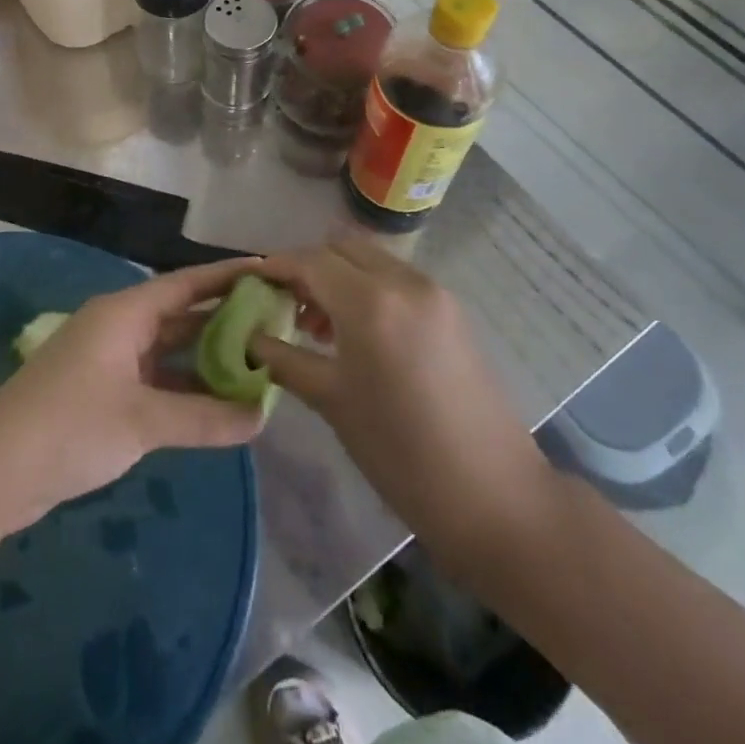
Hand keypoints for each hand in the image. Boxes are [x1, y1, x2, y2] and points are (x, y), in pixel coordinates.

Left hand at [0, 262, 264, 538]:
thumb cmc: (70, 426)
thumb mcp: (142, 421)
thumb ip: (204, 417)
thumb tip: (262, 416)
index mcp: (125, 313)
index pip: (187, 283)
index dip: (228, 276)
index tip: (270, 272)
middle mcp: (118, 326)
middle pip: (180, 314)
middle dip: (225, 320)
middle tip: (275, 323)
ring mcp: (108, 359)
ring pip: (168, 349)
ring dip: (206, 358)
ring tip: (257, 364)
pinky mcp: (101, 392)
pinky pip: (154, 378)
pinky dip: (184, 386)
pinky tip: (216, 403)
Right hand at [249, 236, 554, 562]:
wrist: (495, 496)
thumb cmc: (400, 452)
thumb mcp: (332, 402)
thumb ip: (285, 358)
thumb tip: (250, 337)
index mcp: (370, 302)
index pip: (310, 261)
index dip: (276, 267)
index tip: (253, 283)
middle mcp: (403, 281)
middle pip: (341, 247)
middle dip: (308, 267)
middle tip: (287, 305)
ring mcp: (433, 292)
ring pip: (371, 259)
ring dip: (339, 276)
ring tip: (319, 325)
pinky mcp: (451, 310)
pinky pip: (396, 279)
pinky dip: (368, 288)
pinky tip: (358, 333)